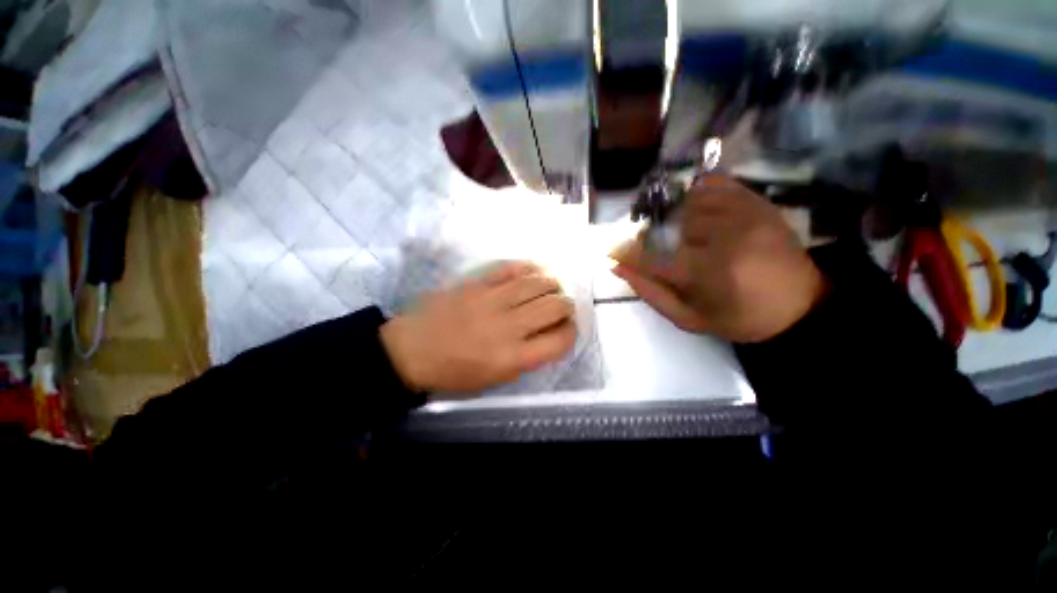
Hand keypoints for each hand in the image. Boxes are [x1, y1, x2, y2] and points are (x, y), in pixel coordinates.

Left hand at [380, 262, 576, 395]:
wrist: (410, 351)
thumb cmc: (453, 373)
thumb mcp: (495, 379)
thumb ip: (527, 358)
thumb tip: (548, 336)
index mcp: (513, 357)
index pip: (560, 340)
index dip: (571, 332)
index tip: (567, 329)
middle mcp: (508, 326)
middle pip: (554, 306)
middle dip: (566, 306)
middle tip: (562, 307)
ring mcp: (492, 300)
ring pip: (537, 283)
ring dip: (552, 284)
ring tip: (552, 288)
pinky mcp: (477, 283)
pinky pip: (511, 269)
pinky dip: (528, 268)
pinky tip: (534, 272)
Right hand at [611, 176, 826, 342]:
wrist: (800, 306)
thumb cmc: (739, 317)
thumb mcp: (689, 318)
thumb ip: (651, 293)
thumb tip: (618, 268)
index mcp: (705, 273)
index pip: (649, 256)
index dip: (627, 253)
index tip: (614, 253)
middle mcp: (723, 238)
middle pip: (668, 224)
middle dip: (654, 235)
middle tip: (658, 248)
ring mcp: (743, 215)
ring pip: (688, 202)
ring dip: (674, 217)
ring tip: (680, 231)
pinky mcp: (757, 203)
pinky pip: (716, 184)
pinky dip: (698, 193)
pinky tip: (697, 208)